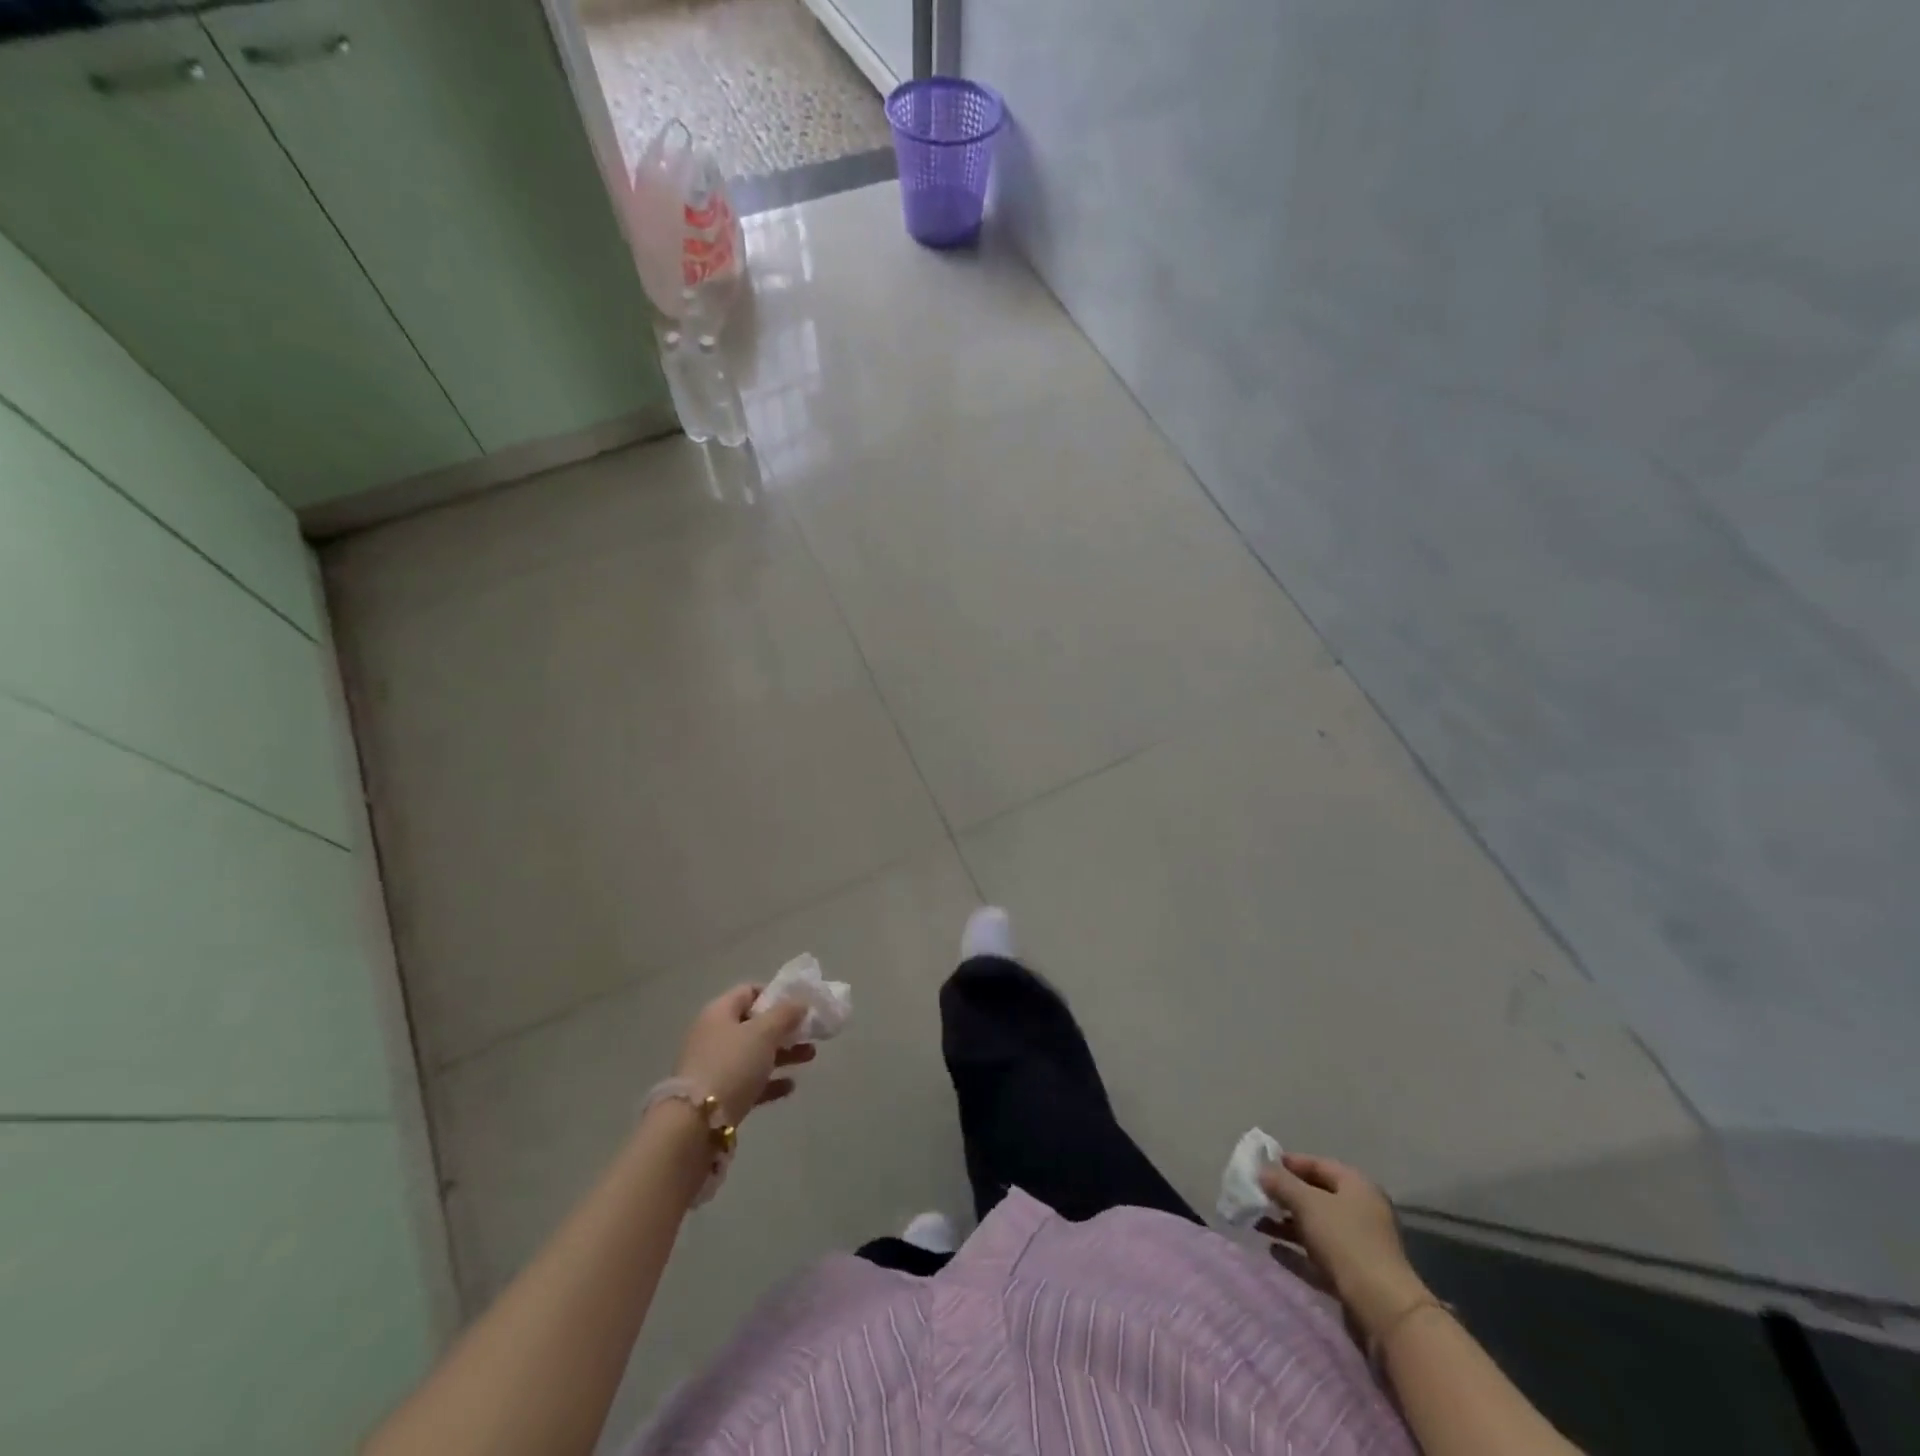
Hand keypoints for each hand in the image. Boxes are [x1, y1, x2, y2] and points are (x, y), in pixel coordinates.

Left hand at [673, 986, 816, 1123]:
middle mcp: (713, 1035)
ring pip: (754, 1054)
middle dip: (785, 1028)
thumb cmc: (731, 1065)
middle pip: (754, 1024)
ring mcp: (714, 1067)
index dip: (775, 994)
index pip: (748, 991)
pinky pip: (749, 1082)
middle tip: (811, 1033)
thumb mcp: (763, 1032)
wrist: (695, 1123)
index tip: (798, 1005)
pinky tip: (790, 1087)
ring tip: (810, 1056)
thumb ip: (785, 1014)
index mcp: (719, 1012)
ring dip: (783, 1054)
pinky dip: (770, 1081)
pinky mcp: (718, 1096)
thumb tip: (800, 1002)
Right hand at [1257, 1153, 1428, 1340]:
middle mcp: (1360, 1211)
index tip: (1262, 1167)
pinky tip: (1273, 1250)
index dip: (1289, 1163)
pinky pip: (1317, 1255)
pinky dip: (1296, 1250)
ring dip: (1286, 1223)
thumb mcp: (1307, 1203)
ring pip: (1315, 1227)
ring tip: (1257, 1223)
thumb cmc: (1345, 1240)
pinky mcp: (1352, 1274)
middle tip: (1257, 1195)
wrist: (1382, 1308)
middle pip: (1316, 1196)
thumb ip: (1281, 1183)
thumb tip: (1262, 1170)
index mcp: (1356, 1186)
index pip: (1318, 1164)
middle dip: (1285, 1195)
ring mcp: (1358, 1245)